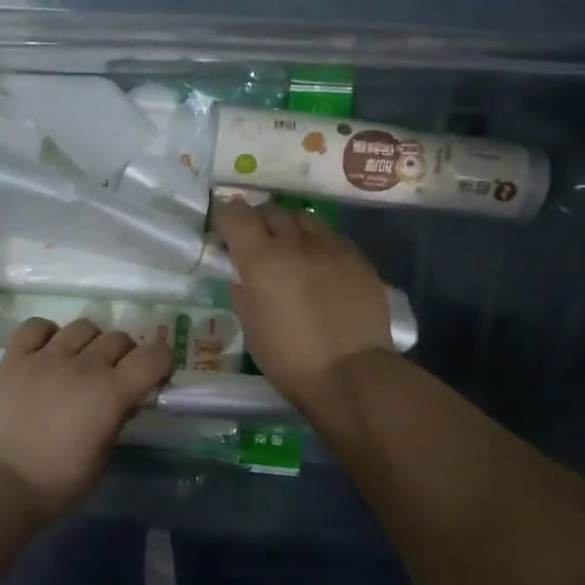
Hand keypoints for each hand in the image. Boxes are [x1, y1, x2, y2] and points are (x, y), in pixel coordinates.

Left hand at [0, 318, 174, 527]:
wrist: (0, 484)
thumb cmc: (59, 481)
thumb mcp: (103, 455)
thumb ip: (119, 418)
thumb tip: (127, 398)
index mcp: (111, 392)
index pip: (153, 356)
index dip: (162, 361)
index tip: (156, 376)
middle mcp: (82, 365)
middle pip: (118, 338)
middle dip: (126, 355)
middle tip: (116, 377)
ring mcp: (45, 357)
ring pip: (82, 326)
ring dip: (90, 342)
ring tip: (80, 363)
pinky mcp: (14, 358)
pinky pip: (36, 326)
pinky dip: (48, 334)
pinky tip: (47, 352)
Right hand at [213, 198, 395, 411]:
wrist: (352, 374)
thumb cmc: (290, 359)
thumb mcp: (251, 329)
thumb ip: (242, 293)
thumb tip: (240, 275)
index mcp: (261, 260)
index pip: (236, 214)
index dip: (227, 217)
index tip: (225, 232)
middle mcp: (295, 243)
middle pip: (271, 210)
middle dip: (259, 220)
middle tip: (257, 243)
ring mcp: (332, 247)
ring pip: (305, 218)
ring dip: (291, 227)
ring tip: (291, 249)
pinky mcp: (359, 259)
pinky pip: (332, 236)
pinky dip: (319, 242)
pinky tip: (321, 264)